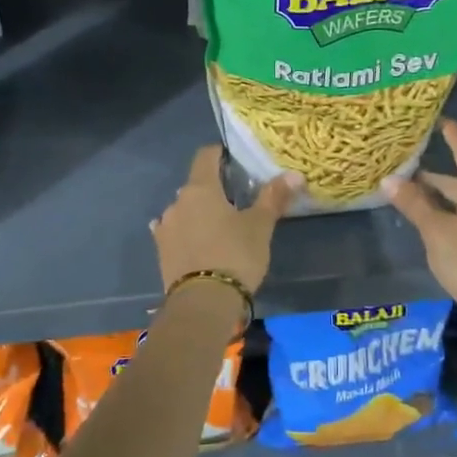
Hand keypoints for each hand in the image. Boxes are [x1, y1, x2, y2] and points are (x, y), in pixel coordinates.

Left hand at [152, 147, 299, 294]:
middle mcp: (178, 202)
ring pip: (184, 210)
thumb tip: (294, 173)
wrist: (203, 303)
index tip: (235, 160)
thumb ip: (274, 197)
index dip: (219, 154)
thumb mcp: (260, 226)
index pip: (205, 156)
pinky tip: (193, 240)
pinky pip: (173, 232)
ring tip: (218, 227)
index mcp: (200, 188)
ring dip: (197, 213)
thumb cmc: (235, 255)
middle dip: (213, 188)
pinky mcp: (161, 251)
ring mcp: (166, 227)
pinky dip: (184, 232)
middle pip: (195, 185)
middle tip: (236, 200)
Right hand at [384, 120, 456, 308]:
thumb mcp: (436, 231)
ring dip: (444, 196)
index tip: (441, 120)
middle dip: (437, 175)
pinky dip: (454, 211)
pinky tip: (438, 220)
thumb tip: (389, 179)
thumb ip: (413, 203)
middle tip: (410, 167)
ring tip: (417, 194)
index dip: (452, 136)